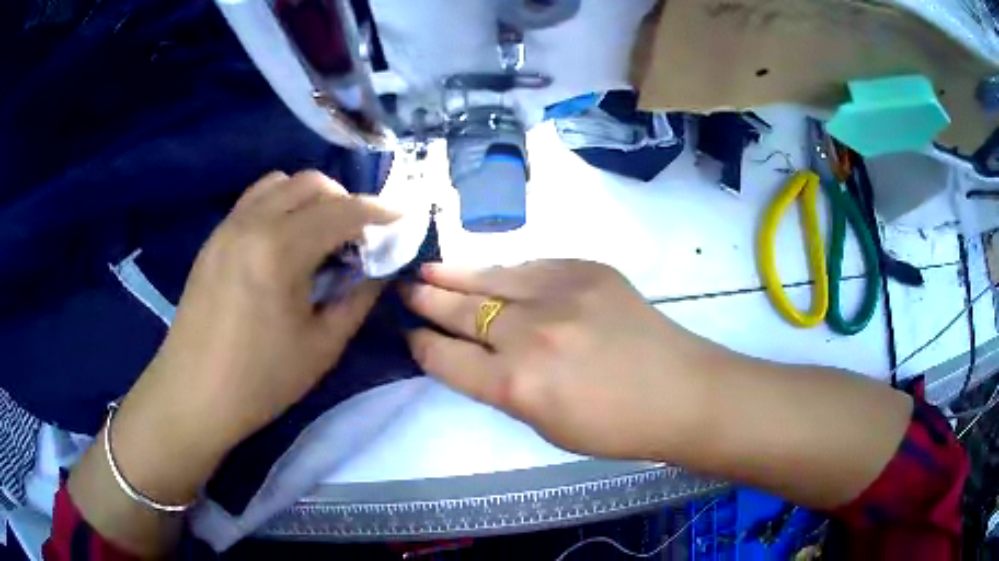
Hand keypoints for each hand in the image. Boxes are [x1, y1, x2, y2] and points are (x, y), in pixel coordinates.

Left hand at [111, 171, 397, 499]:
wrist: (194, 394)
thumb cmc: (260, 380)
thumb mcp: (322, 346)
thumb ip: (358, 298)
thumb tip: (381, 268)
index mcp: (281, 250)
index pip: (342, 211)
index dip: (379, 211)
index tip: (400, 219)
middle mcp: (253, 222)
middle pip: (311, 183)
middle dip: (345, 200)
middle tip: (359, 235)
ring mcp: (229, 225)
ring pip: (281, 182)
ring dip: (311, 197)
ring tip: (321, 232)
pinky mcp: (215, 237)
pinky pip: (255, 198)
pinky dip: (281, 203)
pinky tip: (285, 239)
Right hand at [402, 260, 726, 459]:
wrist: (679, 391)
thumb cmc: (614, 427)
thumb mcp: (544, 425)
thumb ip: (504, 387)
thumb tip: (475, 355)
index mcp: (515, 387)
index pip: (446, 358)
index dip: (421, 344)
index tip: (409, 333)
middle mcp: (528, 335)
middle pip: (461, 311)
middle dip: (427, 301)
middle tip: (405, 290)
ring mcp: (559, 294)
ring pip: (490, 278)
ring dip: (454, 275)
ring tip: (427, 270)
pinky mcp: (586, 270)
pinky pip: (532, 266)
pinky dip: (506, 272)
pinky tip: (490, 272)